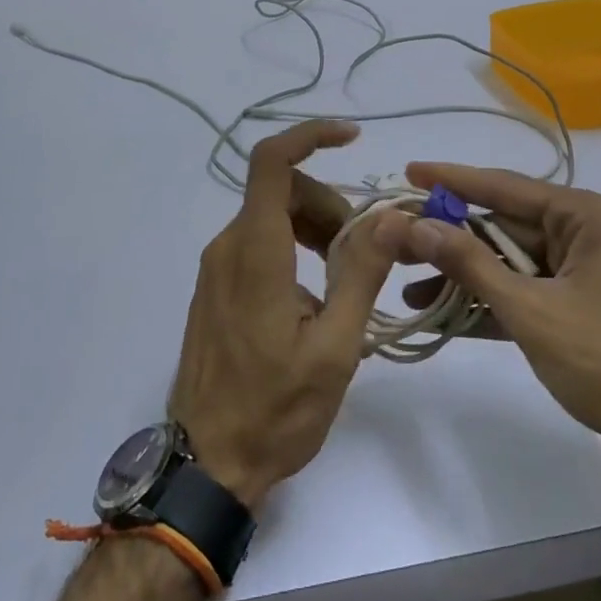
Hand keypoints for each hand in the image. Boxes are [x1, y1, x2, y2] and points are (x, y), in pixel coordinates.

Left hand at [169, 121, 395, 509]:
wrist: (208, 463)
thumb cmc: (276, 410)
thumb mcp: (335, 346)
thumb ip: (362, 274)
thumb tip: (392, 216)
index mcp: (256, 251)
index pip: (272, 162)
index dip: (311, 136)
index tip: (353, 138)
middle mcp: (229, 247)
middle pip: (281, 190)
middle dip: (329, 204)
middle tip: (364, 250)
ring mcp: (217, 268)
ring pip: (271, 216)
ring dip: (314, 227)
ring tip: (346, 278)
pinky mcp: (216, 288)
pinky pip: (257, 243)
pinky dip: (293, 247)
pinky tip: (316, 296)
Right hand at [382, 163, 600, 486]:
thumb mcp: (530, 308)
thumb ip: (469, 263)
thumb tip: (414, 225)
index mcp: (587, 217)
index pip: (506, 188)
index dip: (453, 180)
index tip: (409, 171)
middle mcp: (587, 235)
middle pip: (504, 226)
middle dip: (450, 238)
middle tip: (397, 239)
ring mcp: (584, 274)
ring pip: (510, 262)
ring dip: (464, 276)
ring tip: (407, 284)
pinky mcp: (580, 310)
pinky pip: (524, 293)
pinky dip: (488, 302)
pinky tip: (441, 313)